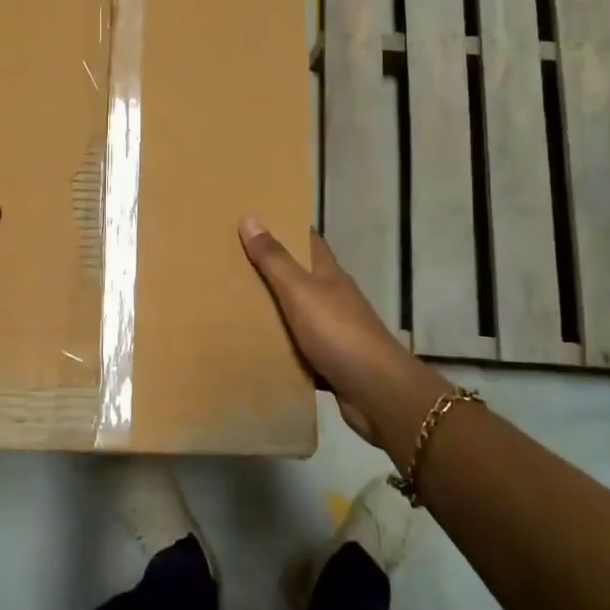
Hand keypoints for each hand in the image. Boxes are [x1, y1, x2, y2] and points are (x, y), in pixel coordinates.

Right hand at [238, 218, 444, 450]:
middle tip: (233, 263)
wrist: (377, 392)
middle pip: (301, 276)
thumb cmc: (339, 332)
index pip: (309, 242)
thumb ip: (275, 259)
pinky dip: (280, 345)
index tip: (258, 220)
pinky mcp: (331, 362)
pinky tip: (256, 347)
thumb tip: (250, 217)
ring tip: (234, 304)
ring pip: (299, 313)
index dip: (287, 229)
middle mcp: (334, 298)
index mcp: (329, 275)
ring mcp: (335, 331)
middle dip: (273, 269)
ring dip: (274, 309)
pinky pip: (299, 348)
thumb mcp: (300, 291)